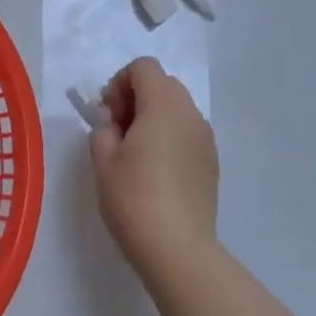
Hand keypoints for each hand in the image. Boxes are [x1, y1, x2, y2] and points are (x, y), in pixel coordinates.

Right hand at [88, 57, 219, 278]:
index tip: (108, 116)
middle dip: (136, 98)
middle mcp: (190, 113)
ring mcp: (206, 139)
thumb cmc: (134, 198)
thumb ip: (103, 128)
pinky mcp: (212, 162)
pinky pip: (187, 133)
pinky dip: (170, 138)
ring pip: (177, 109)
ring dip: (154, 118)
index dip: (119, 83)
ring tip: (136, 154)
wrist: (178, 248)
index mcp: (163, 105)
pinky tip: (156, 172)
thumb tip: (113, 121)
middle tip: (118, 132)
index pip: (143, 67)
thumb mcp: (103, 159)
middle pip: (163, 84)